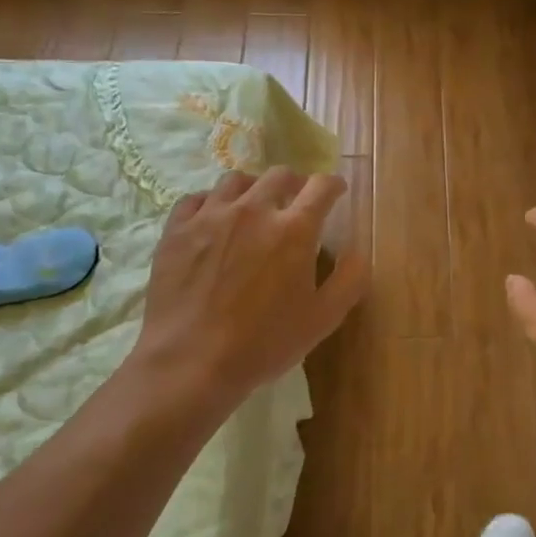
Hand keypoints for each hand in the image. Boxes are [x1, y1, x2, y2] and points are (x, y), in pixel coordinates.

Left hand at [134, 168, 368, 410]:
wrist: (191, 361)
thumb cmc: (263, 343)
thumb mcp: (322, 319)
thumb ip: (349, 280)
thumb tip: (358, 252)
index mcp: (294, 230)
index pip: (321, 187)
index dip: (333, 185)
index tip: (336, 192)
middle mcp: (253, 210)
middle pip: (278, 175)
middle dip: (294, 182)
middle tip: (295, 200)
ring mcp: (210, 216)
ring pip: (235, 180)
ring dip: (252, 187)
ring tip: (253, 206)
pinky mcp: (176, 230)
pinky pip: (195, 199)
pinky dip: (211, 202)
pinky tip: (213, 219)